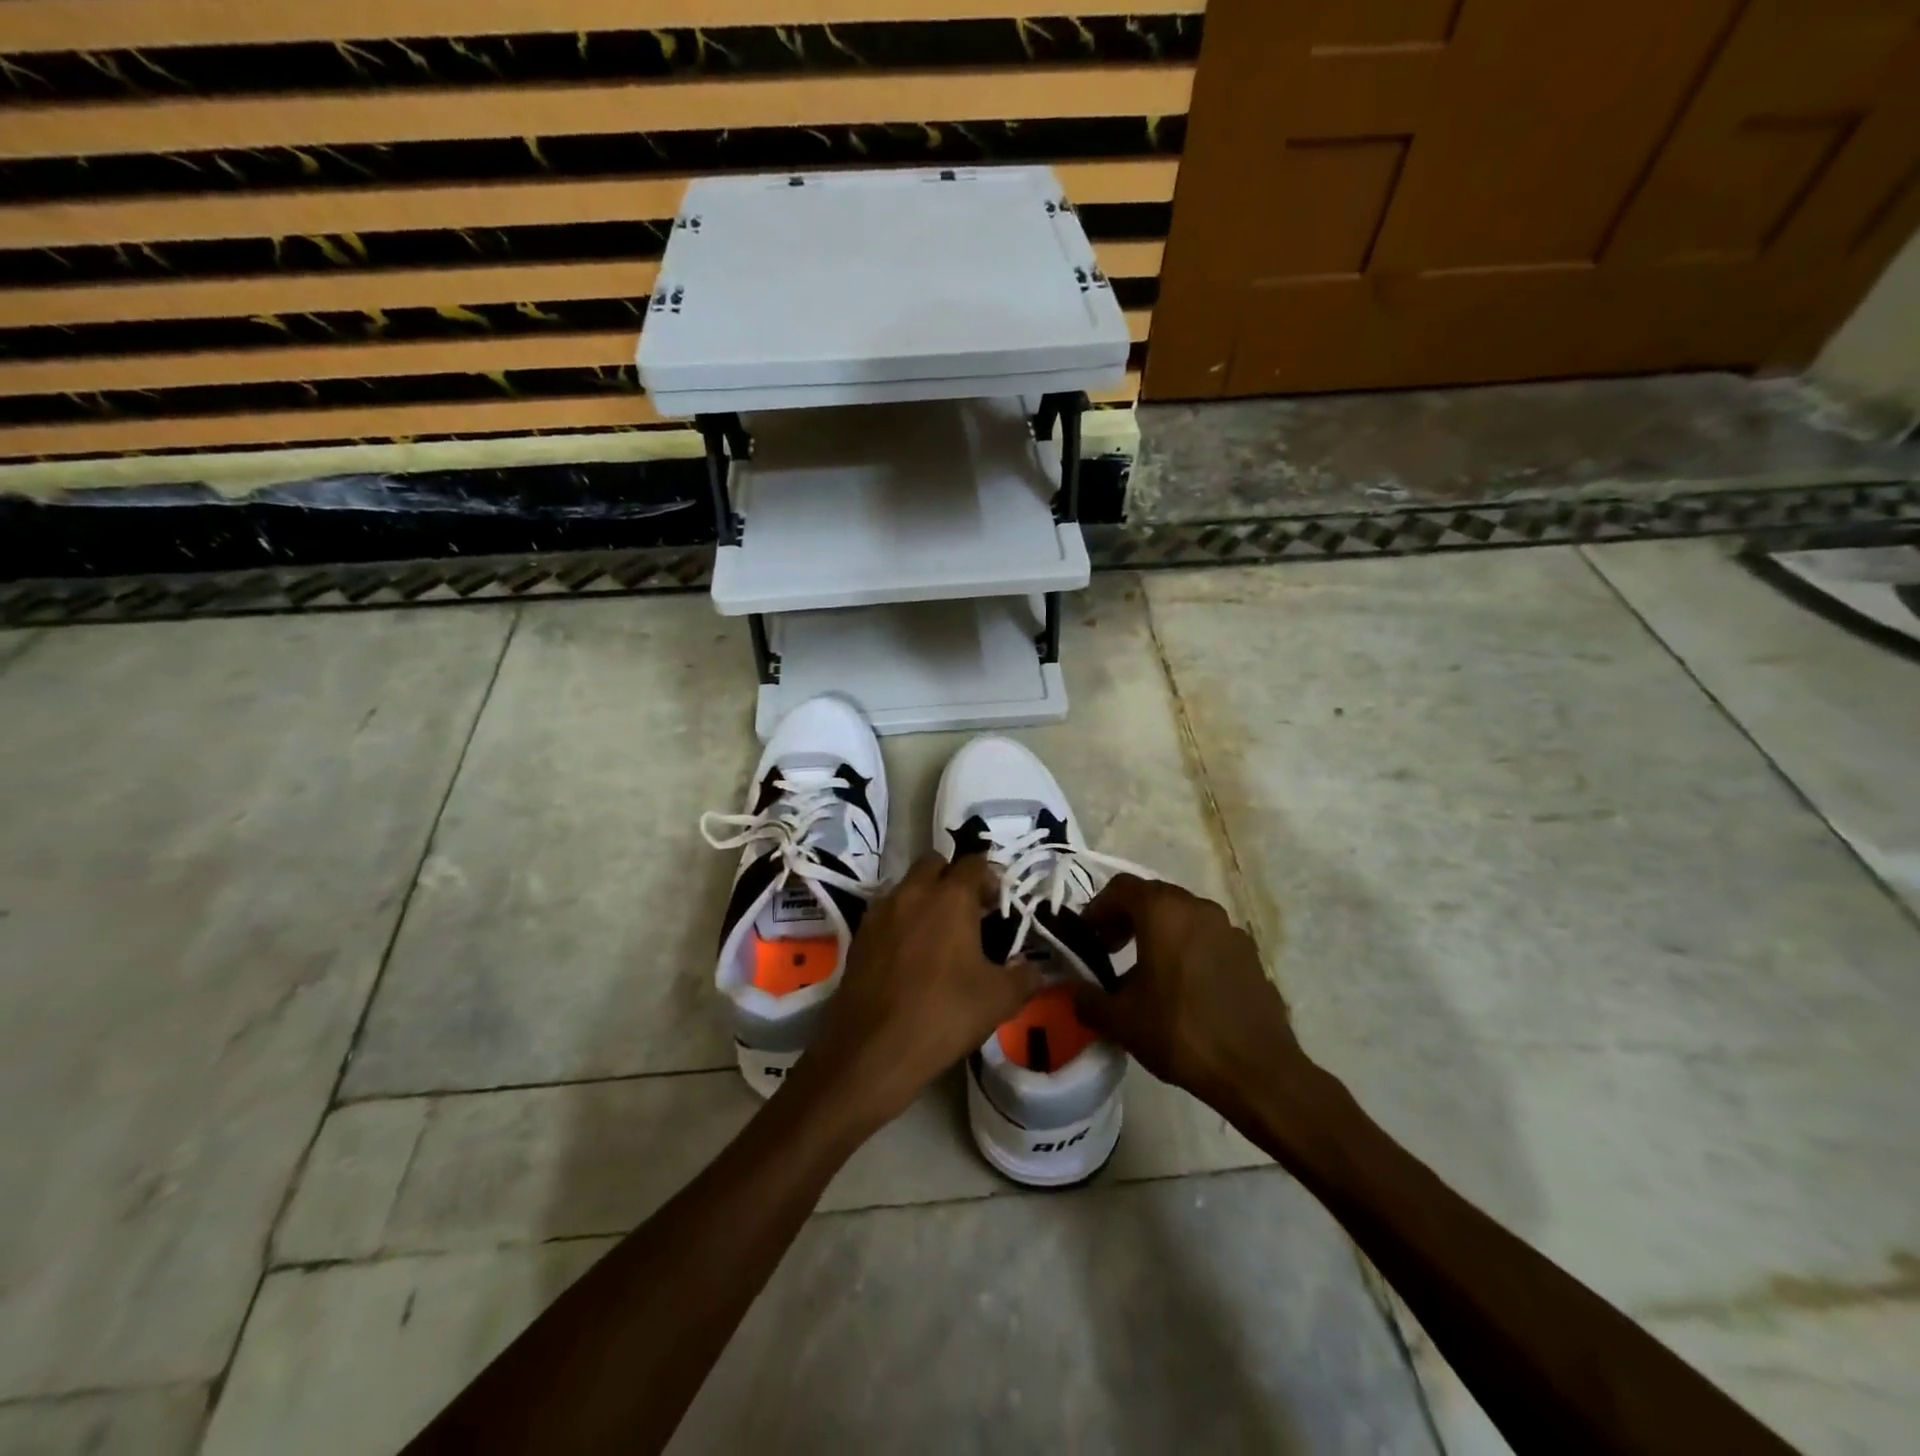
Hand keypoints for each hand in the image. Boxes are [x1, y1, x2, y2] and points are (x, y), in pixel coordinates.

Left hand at [794, 854, 1042, 1132]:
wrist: (873, 1050)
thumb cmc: (944, 1014)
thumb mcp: (1000, 999)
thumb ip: (1023, 976)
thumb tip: (1033, 969)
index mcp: (950, 897)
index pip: (974, 863)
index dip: (990, 877)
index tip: (997, 903)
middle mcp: (912, 893)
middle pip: (934, 864)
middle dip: (952, 878)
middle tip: (968, 911)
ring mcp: (880, 912)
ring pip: (906, 886)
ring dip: (924, 897)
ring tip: (938, 935)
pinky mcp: (859, 936)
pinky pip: (886, 913)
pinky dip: (901, 921)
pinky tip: (910, 955)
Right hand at [1072, 875, 1301, 1108]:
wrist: (1256, 1070)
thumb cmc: (1180, 1033)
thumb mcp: (1120, 1020)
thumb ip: (1087, 999)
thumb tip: (1072, 991)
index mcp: (1163, 912)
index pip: (1121, 888)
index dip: (1098, 908)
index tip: (1088, 938)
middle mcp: (1198, 908)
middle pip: (1153, 897)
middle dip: (1126, 918)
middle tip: (1110, 951)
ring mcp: (1228, 929)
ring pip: (1182, 916)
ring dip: (1158, 932)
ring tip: (1145, 971)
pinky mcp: (1249, 953)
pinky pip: (1207, 938)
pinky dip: (1187, 948)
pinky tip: (1183, 987)